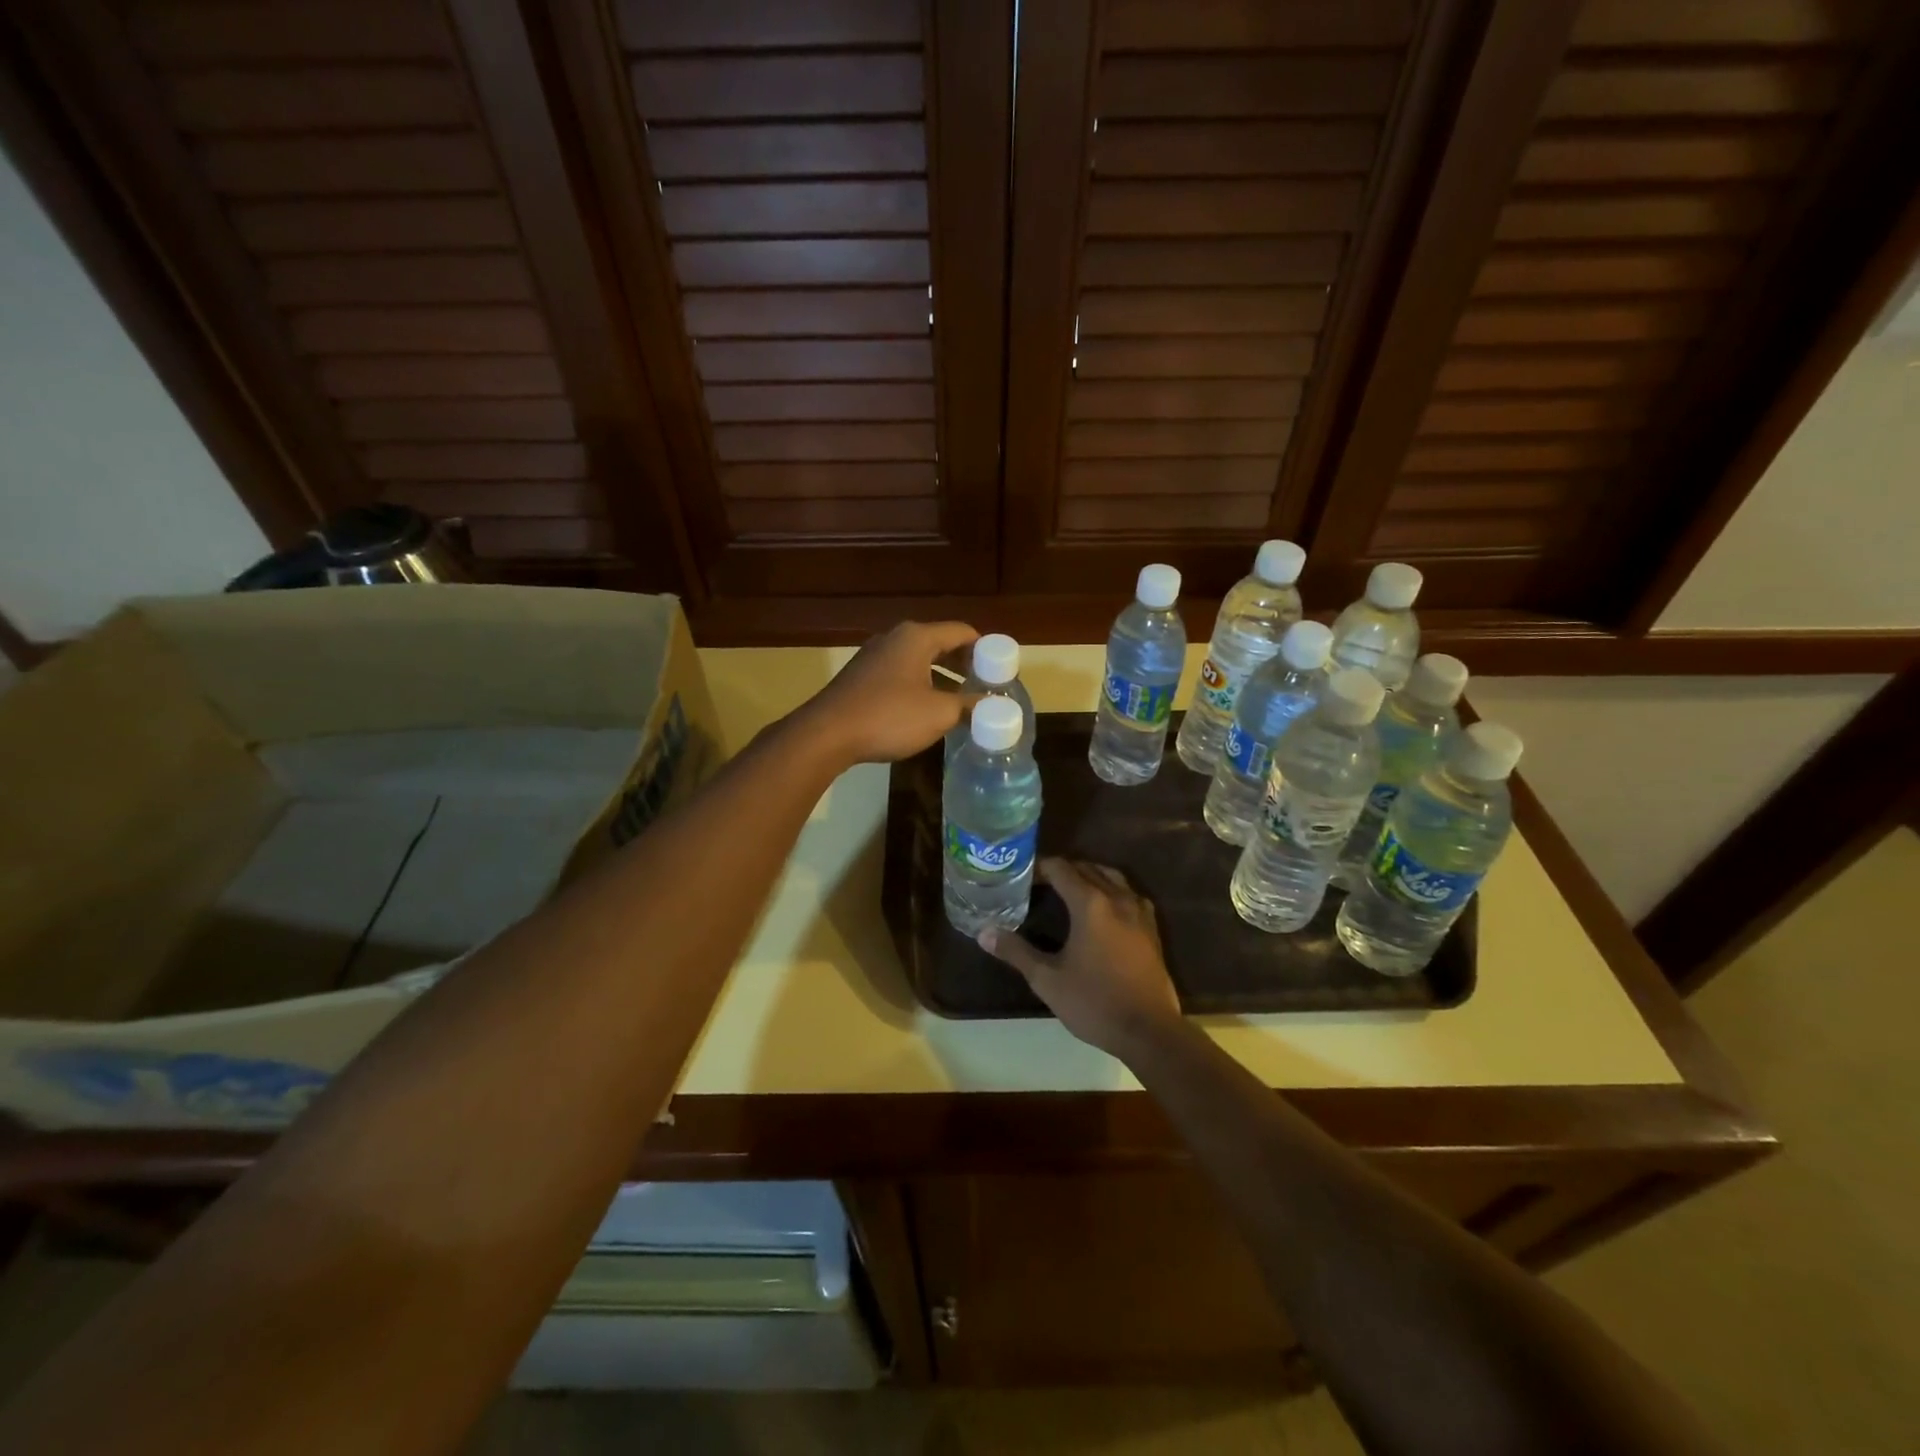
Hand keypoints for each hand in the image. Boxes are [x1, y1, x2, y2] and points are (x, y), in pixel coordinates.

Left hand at [795, 620, 977, 765]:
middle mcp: (895, 638)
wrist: (827, 734)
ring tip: (961, 700)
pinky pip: (901, 674)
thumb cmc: (889, 716)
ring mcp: (874, 656)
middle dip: (965, 664)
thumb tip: (995, 706)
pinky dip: (920, 685)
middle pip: (941, 643)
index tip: (1001, 671)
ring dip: (942, 677)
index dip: (986, 650)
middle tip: (985, 686)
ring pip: (919, 660)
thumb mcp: (939, 713)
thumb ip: (971, 706)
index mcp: (917, 637)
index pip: (962, 632)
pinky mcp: (861, 677)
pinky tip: (926, 710)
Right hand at [979, 859, 1182, 1059]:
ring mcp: (1139, 912)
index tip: (1021, 877)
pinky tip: (1103, 909)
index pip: (1061, 869)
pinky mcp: (1152, 929)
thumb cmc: (1094, 1003)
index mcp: (1090, 903)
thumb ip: (1016, 952)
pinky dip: (1112, 890)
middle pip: (1087, 868)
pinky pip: (1129, 894)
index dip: (1039, 868)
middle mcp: (1116, 898)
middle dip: (1062, 870)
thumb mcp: (1047, 980)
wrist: (1149, 1031)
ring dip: (1089, 875)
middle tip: (1039, 884)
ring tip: (1069, 889)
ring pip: (1111, 877)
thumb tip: (984, 933)